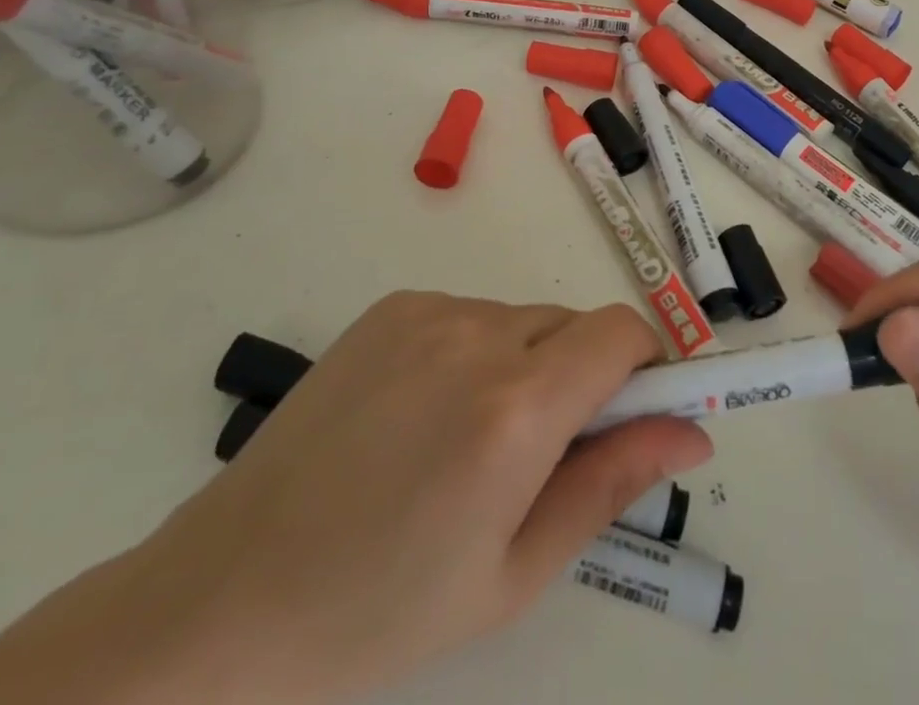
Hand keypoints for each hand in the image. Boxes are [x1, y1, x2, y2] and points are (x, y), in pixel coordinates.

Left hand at [0, 294, 710, 704]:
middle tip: (541, 456)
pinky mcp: (392, 306)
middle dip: (584, 377)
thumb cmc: (381, 613)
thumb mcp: (515, 571)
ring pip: (525, 320)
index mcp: (516, 408)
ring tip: (470, 445)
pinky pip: (471, 314)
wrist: (226, 599)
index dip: (646, 368)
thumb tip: (692, 432)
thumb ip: (612, 482)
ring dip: (529, 365)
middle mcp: (478, 335)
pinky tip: (424, 417)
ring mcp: (429, 311)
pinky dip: (477, 351)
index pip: (624, 334)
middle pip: (575, 325)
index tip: (637, 415)